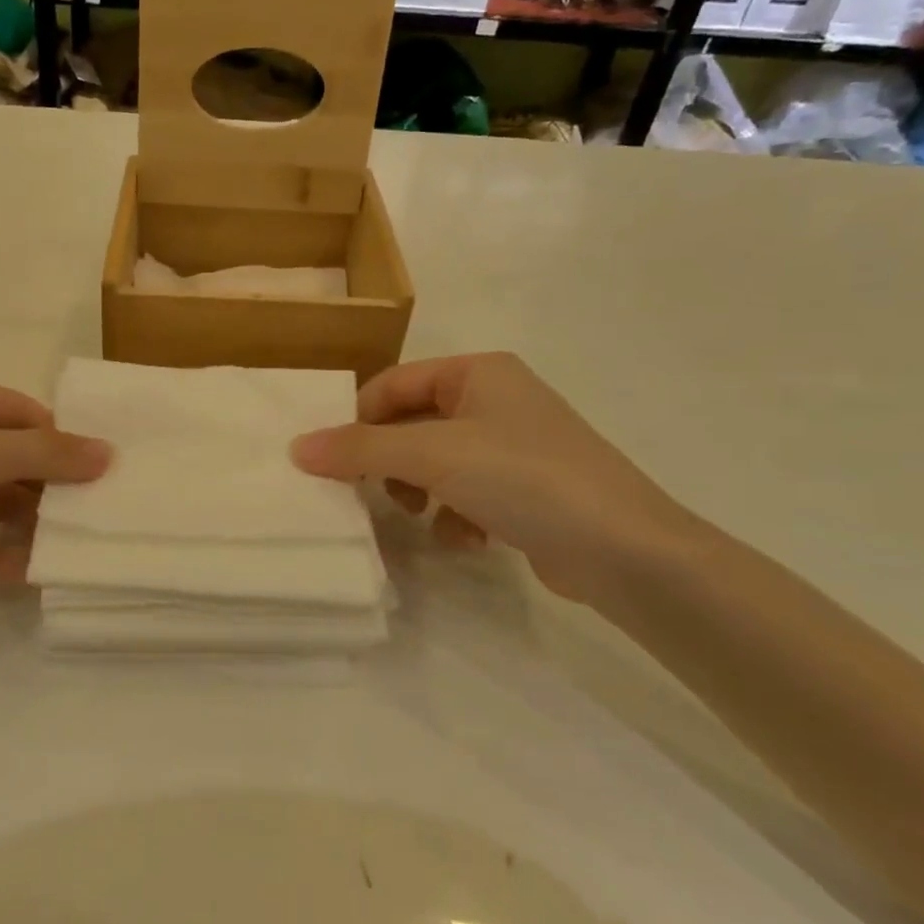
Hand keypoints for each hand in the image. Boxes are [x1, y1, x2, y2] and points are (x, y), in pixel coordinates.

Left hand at [0, 364, 110, 611]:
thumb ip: (43, 454)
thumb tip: (108, 452)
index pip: (18, 412)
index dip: (59, 442)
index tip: (101, 477)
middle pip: (3, 456)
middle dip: (41, 490)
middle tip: (86, 520)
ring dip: (16, 524)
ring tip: (56, 552)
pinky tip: (16, 573)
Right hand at [291, 353, 699, 605]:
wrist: (626, 551)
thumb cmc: (524, 478)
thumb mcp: (433, 454)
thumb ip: (361, 448)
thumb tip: (297, 447)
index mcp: (477, 372)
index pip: (393, 384)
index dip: (359, 420)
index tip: (334, 462)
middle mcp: (496, 401)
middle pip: (413, 425)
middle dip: (391, 463)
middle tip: (377, 493)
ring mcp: (515, 447)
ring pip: (436, 464)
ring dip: (421, 493)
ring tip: (425, 517)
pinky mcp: (527, 492)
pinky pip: (466, 494)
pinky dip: (456, 516)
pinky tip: (467, 539)